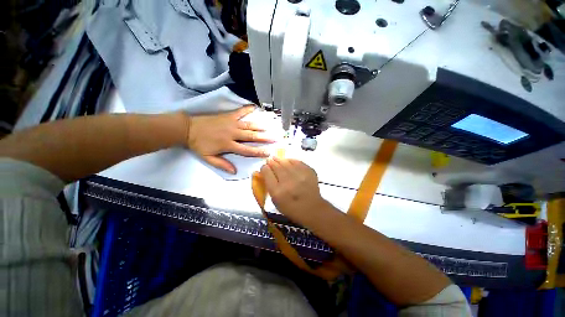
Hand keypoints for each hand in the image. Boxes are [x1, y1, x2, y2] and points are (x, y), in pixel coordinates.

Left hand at [187, 106, 273, 173]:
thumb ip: (222, 164)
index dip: (258, 152)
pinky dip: (247, 109)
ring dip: (260, 127)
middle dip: (264, 138)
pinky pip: (239, 112)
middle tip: (275, 138)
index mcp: (228, 145)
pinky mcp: (228, 116)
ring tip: (269, 127)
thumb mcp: (208, 158)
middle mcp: (233, 134)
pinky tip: (254, 107)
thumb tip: (234, 172)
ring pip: (249, 125)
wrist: (187, 129)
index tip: (268, 153)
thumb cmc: (199, 145)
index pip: (247, 150)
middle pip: (251, 137)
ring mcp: (231, 123)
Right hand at [260, 157, 328, 224]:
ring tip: (276, 159)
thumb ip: (269, 185)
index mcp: (278, 192)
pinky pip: (297, 162)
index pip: (267, 173)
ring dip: (280, 160)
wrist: (312, 208)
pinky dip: (291, 161)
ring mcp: (300, 176)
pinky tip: (288, 161)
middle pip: (276, 166)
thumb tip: (265, 170)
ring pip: (286, 162)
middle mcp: (288, 182)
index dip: (264, 168)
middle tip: (269, 160)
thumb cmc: (291, 207)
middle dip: (271, 162)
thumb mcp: (275, 201)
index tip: (264, 167)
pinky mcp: (309, 172)